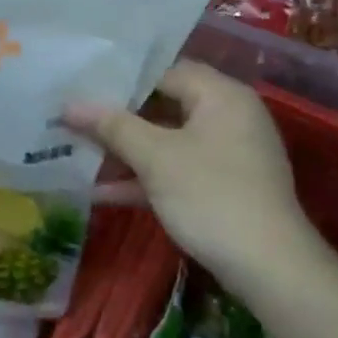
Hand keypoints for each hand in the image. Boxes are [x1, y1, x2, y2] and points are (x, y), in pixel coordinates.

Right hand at [64, 62, 321, 295]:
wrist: (268, 265)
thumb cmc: (210, 196)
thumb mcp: (156, 158)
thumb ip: (113, 127)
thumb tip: (70, 104)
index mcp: (221, 95)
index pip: (165, 71)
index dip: (121, 81)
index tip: (81, 90)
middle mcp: (230, 117)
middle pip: (166, 106)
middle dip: (119, 119)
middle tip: (73, 121)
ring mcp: (229, 154)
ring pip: (169, 143)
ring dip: (128, 152)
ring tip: (78, 155)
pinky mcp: (225, 187)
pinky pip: (179, 171)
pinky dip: (147, 179)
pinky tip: (103, 194)